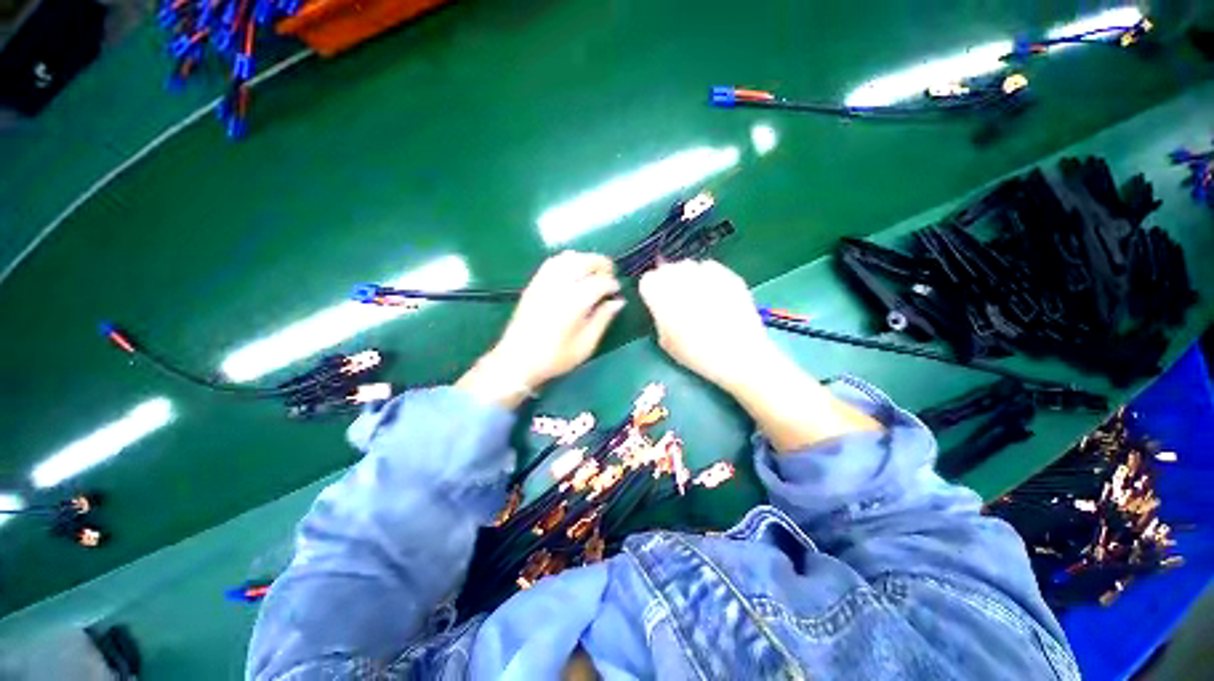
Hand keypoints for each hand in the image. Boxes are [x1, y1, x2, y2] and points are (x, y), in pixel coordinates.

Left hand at [458, 252, 624, 407]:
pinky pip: (552, 262)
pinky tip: (573, 269)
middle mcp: (560, 286)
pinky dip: (567, 260)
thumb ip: (603, 319)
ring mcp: (544, 282)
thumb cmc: (555, 357)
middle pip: (585, 262)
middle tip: (609, 276)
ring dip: (585, 259)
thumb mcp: (586, 345)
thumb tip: (617, 302)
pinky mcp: (533, 284)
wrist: (517, 360)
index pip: (600, 282)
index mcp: (575, 302)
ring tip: (594, 271)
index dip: (612, 284)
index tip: (616, 292)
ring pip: (568, 258)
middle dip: (602, 264)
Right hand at [640, 260, 879, 450]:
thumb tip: (656, 301)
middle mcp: (698, 293)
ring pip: (694, 267)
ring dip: (687, 277)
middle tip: (670, 295)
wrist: (756, 369)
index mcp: (678, 311)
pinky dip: (707, 276)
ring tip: (691, 295)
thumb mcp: (674, 349)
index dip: (651, 289)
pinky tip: (709, 290)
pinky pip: (715, 271)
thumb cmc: (709, 367)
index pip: (653, 284)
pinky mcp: (738, 286)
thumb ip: (661, 322)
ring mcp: (721, 287)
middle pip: (673, 270)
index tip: (652, 297)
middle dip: (668, 280)